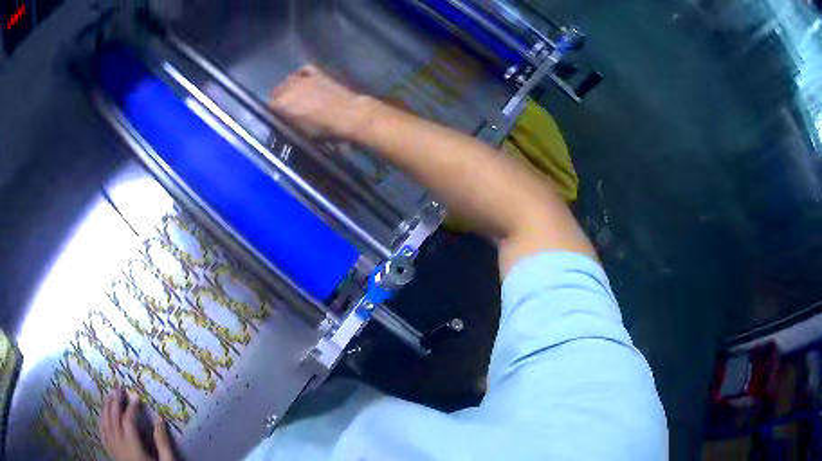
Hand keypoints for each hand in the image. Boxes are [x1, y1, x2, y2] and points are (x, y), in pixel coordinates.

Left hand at [99, 387, 175, 460]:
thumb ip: (163, 443)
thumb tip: (160, 419)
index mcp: (133, 446)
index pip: (128, 421)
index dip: (132, 407)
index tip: (137, 397)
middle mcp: (119, 444)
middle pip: (113, 418)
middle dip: (116, 402)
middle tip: (119, 388)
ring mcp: (113, 449)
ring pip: (105, 423)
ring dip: (106, 408)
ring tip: (109, 395)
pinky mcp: (111, 453)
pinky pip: (102, 433)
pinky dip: (101, 421)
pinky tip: (102, 415)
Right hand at [269, 65, 373, 139]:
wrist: (349, 114)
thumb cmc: (325, 129)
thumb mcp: (302, 132)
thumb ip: (289, 123)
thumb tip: (284, 120)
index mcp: (283, 104)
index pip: (269, 106)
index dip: (273, 112)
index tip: (277, 117)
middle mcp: (289, 88)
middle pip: (277, 91)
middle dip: (279, 98)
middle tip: (285, 108)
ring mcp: (304, 78)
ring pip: (288, 80)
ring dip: (288, 86)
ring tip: (293, 94)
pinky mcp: (318, 73)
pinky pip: (304, 70)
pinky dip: (301, 74)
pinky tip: (303, 79)